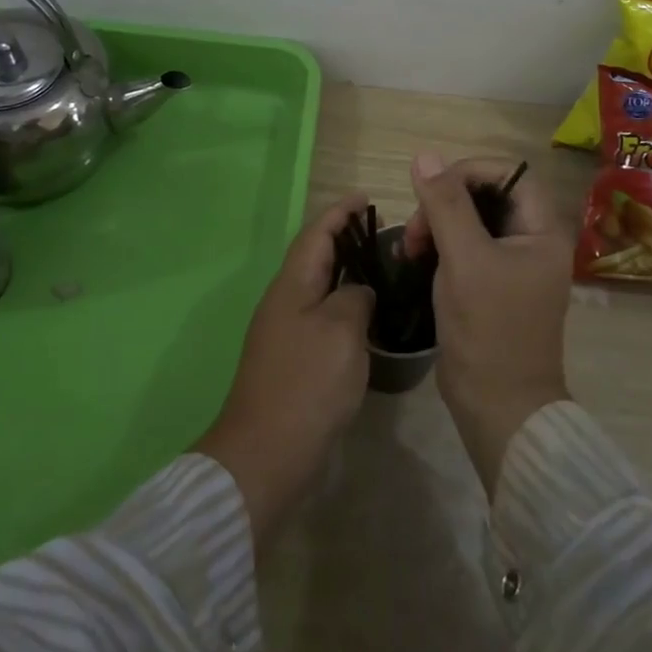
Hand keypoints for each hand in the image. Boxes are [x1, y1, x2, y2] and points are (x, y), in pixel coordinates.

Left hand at [195, 197, 373, 545]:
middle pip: (315, 257)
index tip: (366, 197)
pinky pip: (322, 317)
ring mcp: (286, 333)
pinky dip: (345, 306)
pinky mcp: (294, 361)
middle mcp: (285, 301)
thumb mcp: (341, 330)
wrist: (268, 454)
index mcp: (292, 285)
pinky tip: (369, 318)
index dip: (340, 212)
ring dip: (346, 273)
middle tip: (383, 233)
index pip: (317, 233)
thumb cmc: (307, 383)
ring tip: (383, 269)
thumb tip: (358, 292)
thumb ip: (355, 297)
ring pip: (319, 288)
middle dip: (345, 239)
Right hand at [404, 154, 571, 496]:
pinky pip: (465, 246)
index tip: (432, 190)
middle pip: (486, 195)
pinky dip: (440, 247)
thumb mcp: (464, 260)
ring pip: (471, 220)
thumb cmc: (489, 330)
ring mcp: (512, 265)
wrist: (498, 407)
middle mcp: (532, 242)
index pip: (509, 173)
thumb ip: (445, 205)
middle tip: (417, 230)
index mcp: (542, 231)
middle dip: (445, 202)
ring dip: (437, 225)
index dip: (468, 172)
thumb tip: (424, 156)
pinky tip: (416, 261)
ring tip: (411, 249)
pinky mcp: (492, 284)